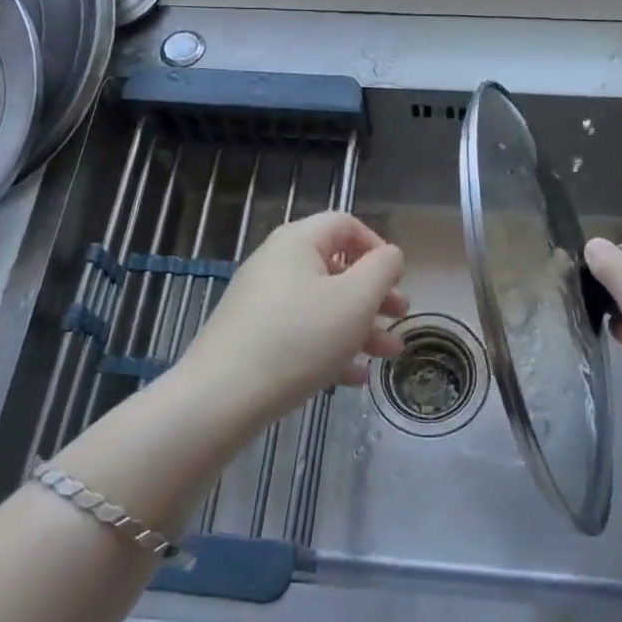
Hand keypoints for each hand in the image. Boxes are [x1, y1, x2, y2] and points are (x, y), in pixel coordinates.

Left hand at [177, 212, 406, 422]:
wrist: (221, 397)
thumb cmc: (299, 338)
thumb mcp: (356, 299)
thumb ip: (383, 269)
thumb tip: (390, 256)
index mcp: (297, 242)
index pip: (345, 225)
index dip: (377, 247)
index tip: (397, 279)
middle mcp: (276, 264)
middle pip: (336, 268)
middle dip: (375, 294)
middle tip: (401, 317)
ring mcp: (262, 302)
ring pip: (322, 305)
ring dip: (360, 326)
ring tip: (388, 355)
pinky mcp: (253, 338)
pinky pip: (301, 333)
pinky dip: (330, 348)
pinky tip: (354, 378)